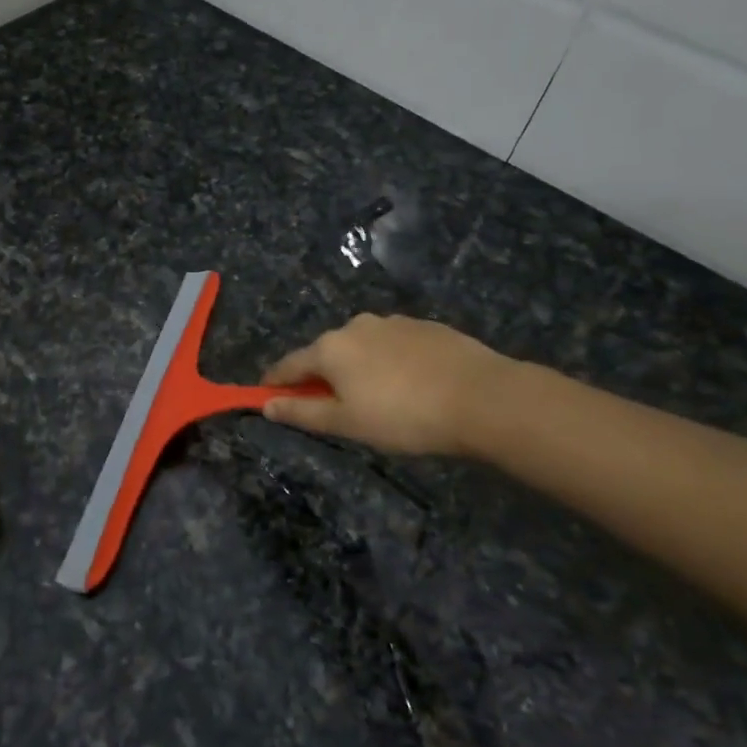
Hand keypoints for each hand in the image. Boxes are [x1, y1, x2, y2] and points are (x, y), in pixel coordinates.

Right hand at [262, 314, 520, 458]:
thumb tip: (266, 405)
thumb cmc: (404, 416)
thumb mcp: (348, 423)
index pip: (289, 364)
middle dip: (320, 376)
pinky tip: (407, 385)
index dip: (275, 382)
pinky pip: (392, 345)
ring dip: (356, 368)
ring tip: (376, 399)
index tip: (265, 396)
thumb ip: (303, 412)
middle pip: (325, 353)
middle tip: (330, 407)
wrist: (481, 397)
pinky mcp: (424, 326)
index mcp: (331, 347)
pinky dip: (387, 362)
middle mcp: (356, 325)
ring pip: (361, 347)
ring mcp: (392, 322)